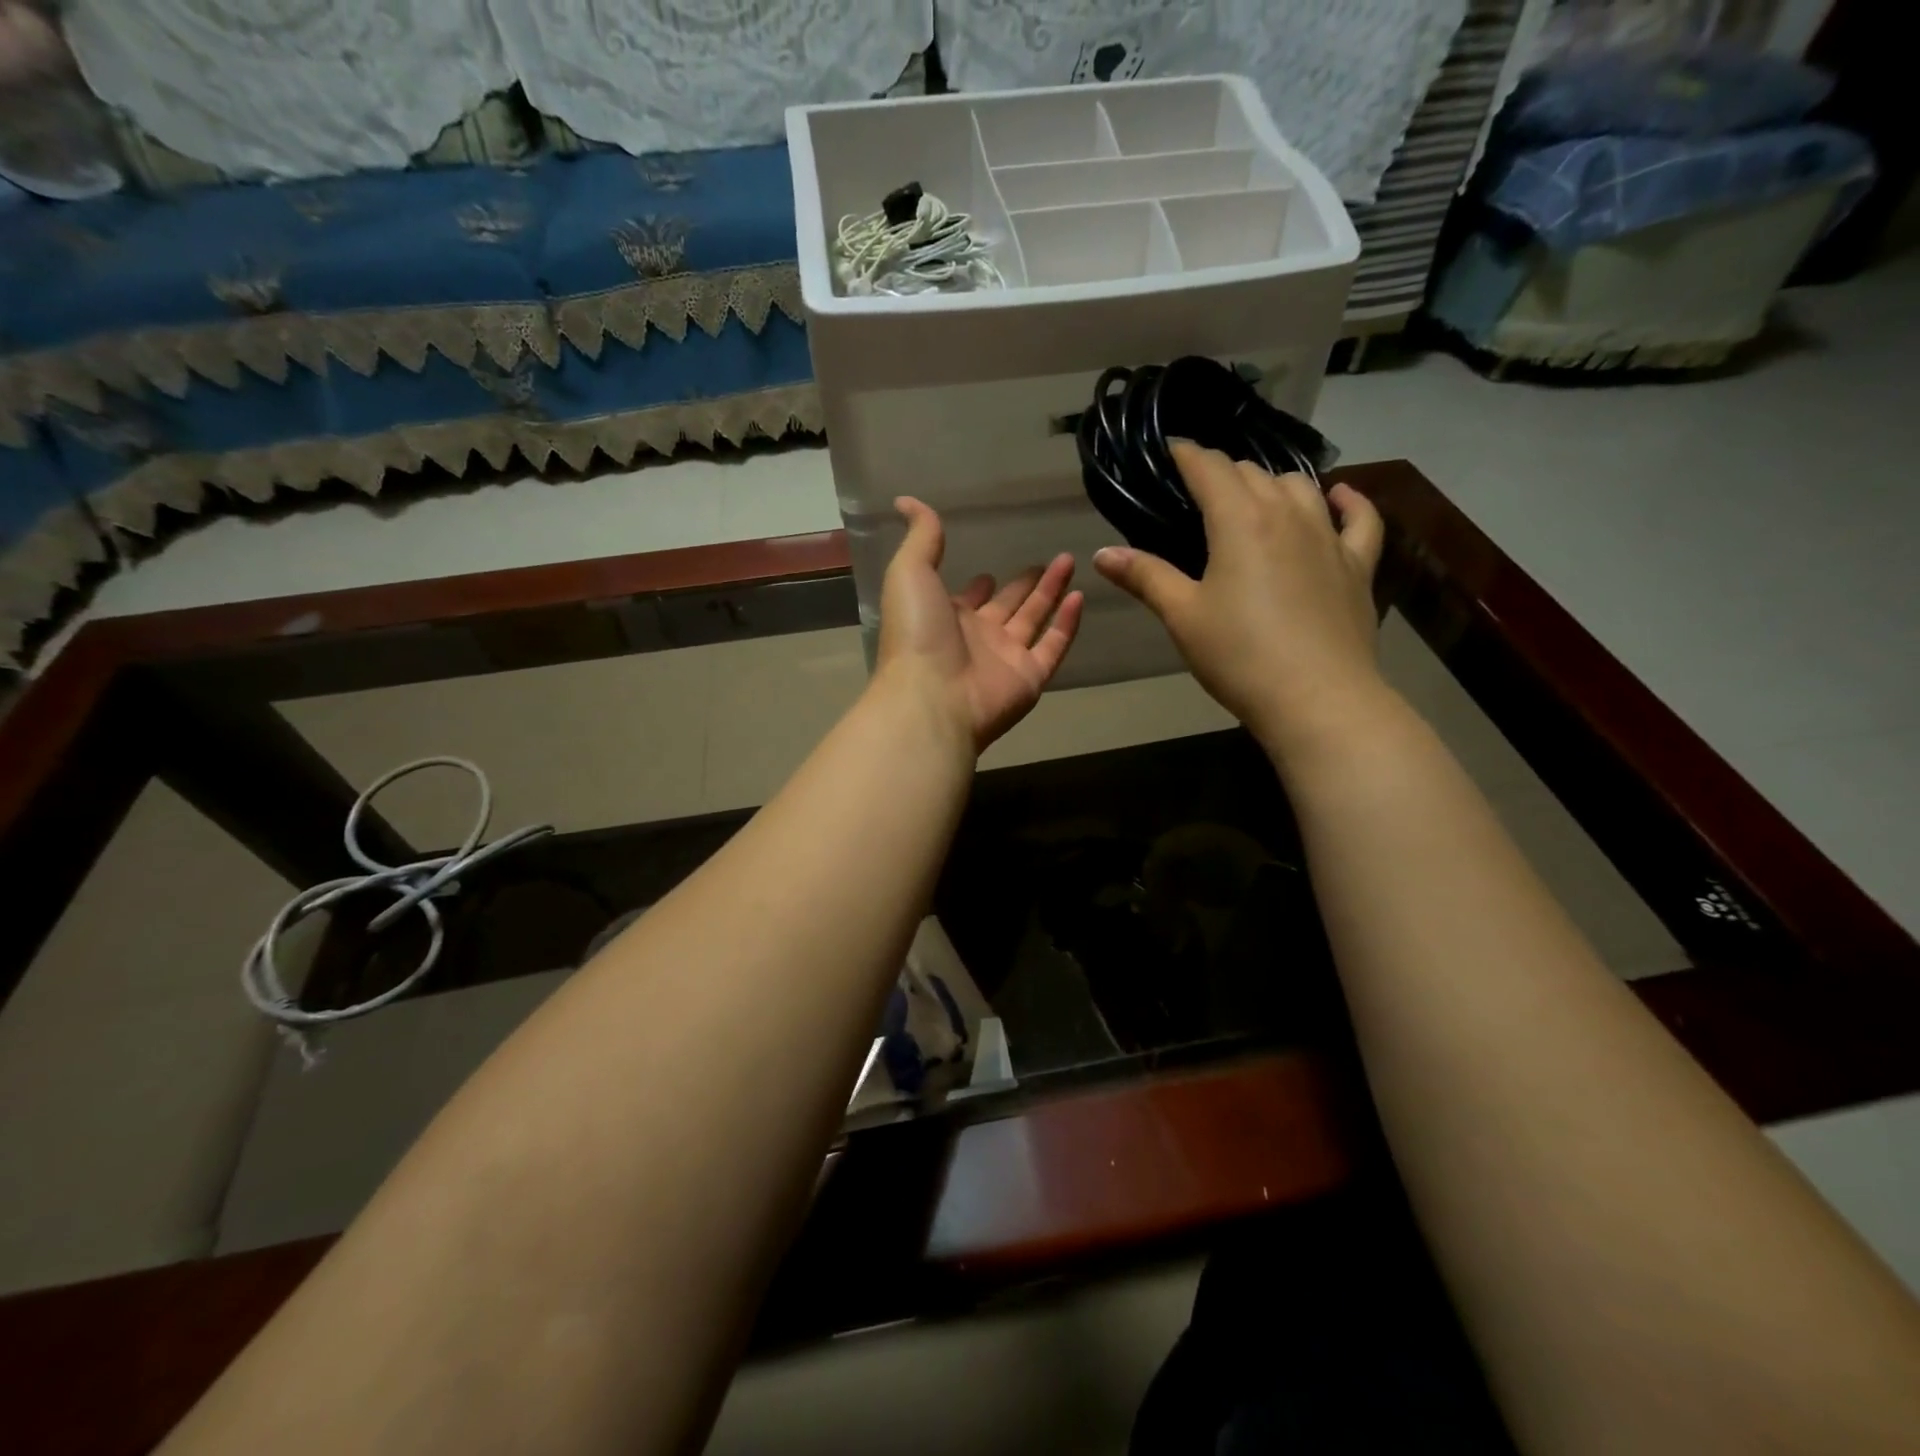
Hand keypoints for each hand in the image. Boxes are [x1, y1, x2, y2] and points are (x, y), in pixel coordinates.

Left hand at [875, 497, 1083, 752]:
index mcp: (946, 617)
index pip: (968, 599)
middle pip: (1007, 607)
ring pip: (1034, 621)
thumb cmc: (918, 633)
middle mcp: (977, 638)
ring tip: (1068, 563)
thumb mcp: (910, 572)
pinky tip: (1079, 597)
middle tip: (1044, 564)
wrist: (932, 696)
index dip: (979, 586)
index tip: (990, 570)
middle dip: (1023, 586)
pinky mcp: (1030, 677)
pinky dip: (1067, 624)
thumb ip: (921, 537)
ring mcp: (1005, 659)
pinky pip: (1054, 646)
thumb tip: (906, 499)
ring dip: (1050, 593)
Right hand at [1093, 441, 1388, 762]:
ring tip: (1253, 499)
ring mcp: (1329, 536)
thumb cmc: (1239, 656)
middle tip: (1199, 494)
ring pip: (1300, 487)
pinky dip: (1348, 501)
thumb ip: (1145, 577)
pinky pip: (1359, 518)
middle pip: (1253, 473)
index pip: (1209, 468)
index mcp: (1240, 520)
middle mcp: (1288, 513)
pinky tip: (1339, 497)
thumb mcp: (1183, 616)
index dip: (1187, 454)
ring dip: (1272, 484)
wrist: (1317, 698)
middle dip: (1223, 473)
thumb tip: (1102, 554)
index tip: (1170, 451)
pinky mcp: (1357, 564)